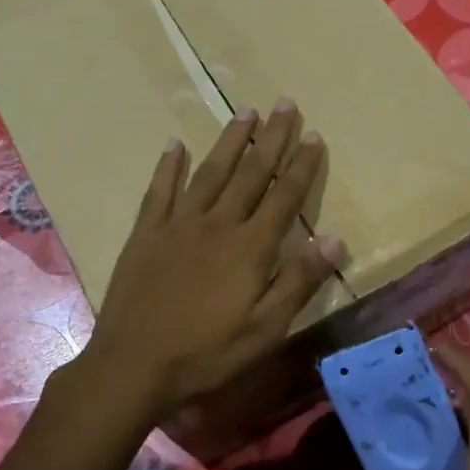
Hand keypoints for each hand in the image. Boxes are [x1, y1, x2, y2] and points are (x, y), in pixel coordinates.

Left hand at [81, 99, 343, 419]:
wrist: (133, 365)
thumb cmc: (207, 354)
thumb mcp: (265, 330)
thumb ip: (299, 281)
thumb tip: (335, 239)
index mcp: (250, 248)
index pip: (284, 196)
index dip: (302, 165)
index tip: (314, 134)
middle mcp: (216, 225)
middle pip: (250, 173)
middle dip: (271, 138)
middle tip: (286, 103)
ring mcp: (177, 225)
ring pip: (210, 173)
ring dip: (230, 141)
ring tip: (245, 112)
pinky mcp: (146, 234)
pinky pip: (159, 191)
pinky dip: (169, 166)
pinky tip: (176, 144)